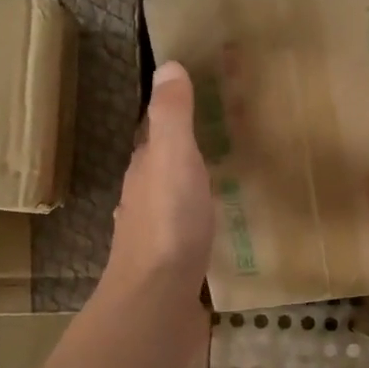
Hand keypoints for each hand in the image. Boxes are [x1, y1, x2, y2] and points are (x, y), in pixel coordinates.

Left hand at [104, 61, 215, 297]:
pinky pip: (185, 233)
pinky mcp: (170, 266)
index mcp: (144, 171)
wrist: (157, 301)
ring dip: (191, 188)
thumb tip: (167, 66)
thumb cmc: (168, 224)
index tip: (202, 102)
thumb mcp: (173, 158)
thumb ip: (172, 116)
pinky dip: (199, 222)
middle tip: (225, 140)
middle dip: (185, 153)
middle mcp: (142, 199)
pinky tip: (218, 228)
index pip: (154, 134)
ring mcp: (154, 236)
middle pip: (162, 168)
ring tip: (226, 179)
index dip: (173, 117)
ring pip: (172, 201)